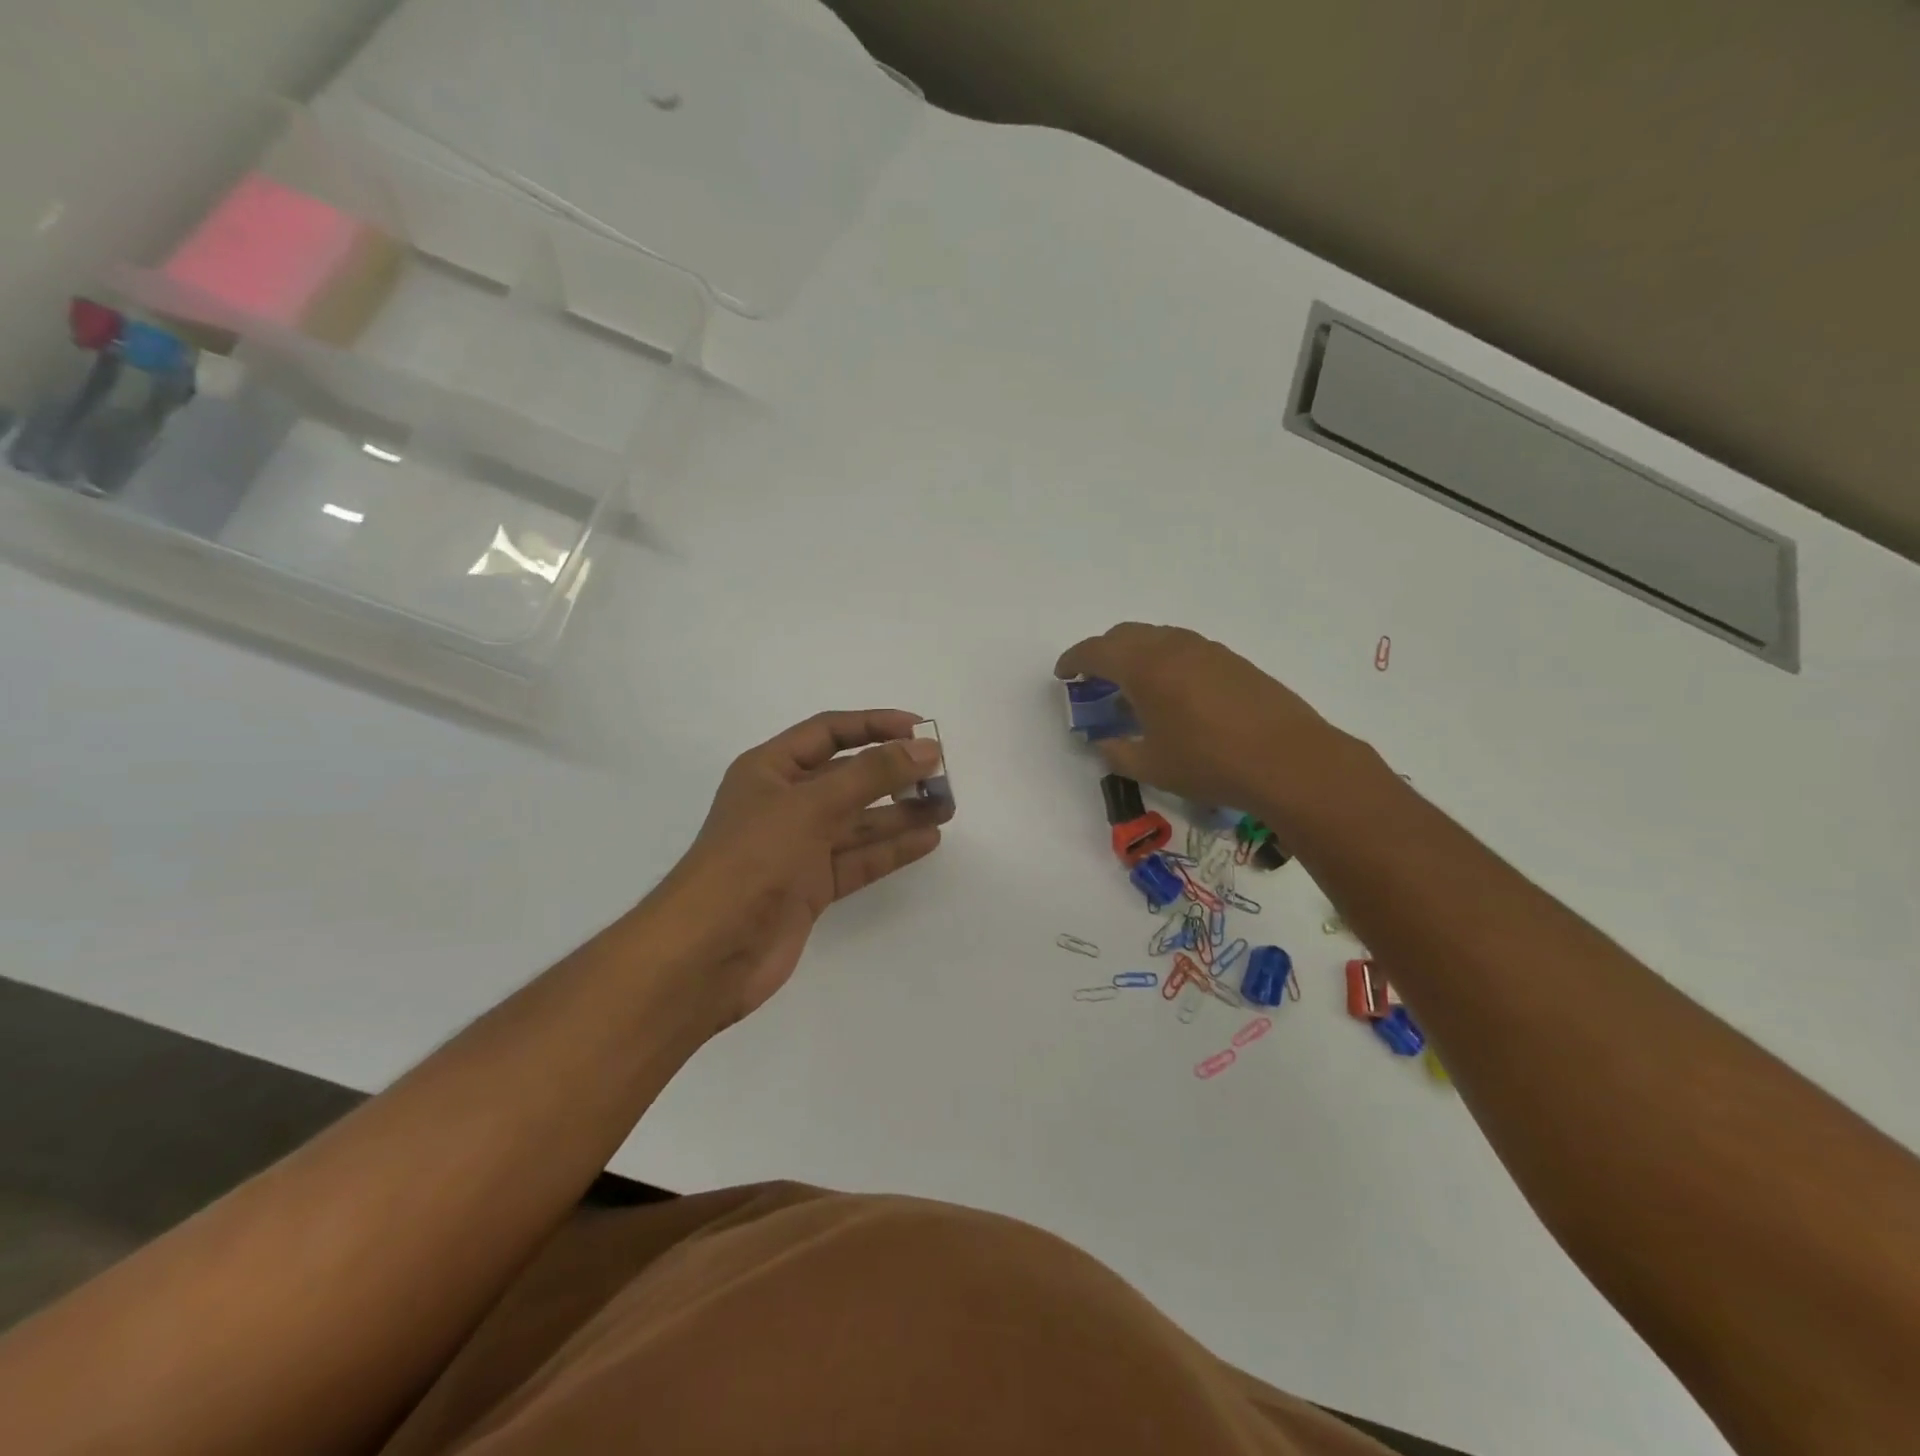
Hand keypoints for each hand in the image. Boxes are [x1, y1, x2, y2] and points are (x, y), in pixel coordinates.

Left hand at [646, 710, 951, 1023]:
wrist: (708, 953)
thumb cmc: (752, 860)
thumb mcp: (811, 805)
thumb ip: (871, 775)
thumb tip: (926, 749)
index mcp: (770, 770)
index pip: (829, 732)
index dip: (875, 725)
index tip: (922, 730)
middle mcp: (785, 804)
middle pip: (848, 777)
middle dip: (894, 773)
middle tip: (942, 774)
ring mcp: (798, 848)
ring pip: (859, 821)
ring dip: (901, 812)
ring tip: (947, 805)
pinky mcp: (811, 888)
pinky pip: (859, 859)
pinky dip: (892, 849)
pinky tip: (928, 839)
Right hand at [1055, 623, 1346, 816]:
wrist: (1288, 760)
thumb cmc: (1209, 763)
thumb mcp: (1152, 766)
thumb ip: (1118, 752)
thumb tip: (1105, 743)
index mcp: (1144, 667)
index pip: (1096, 651)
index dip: (1073, 660)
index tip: (1063, 675)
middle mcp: (1172, 647)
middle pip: (1125, 634)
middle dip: (1103, 652)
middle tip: (1095, 680)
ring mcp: (1206, 649)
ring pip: (1158, 637)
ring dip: (1137, 653)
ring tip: (1134, 687)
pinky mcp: (1232, 660)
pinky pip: (1185, 648)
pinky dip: (1165, 660)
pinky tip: (1174, 692)